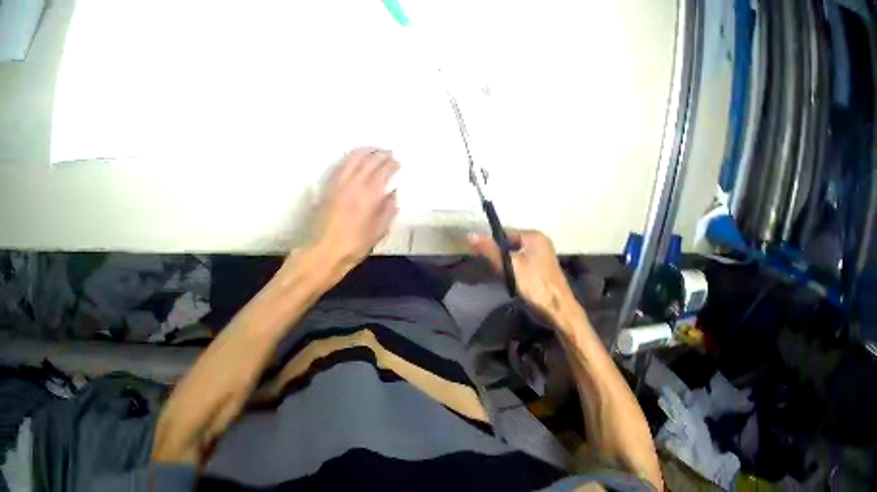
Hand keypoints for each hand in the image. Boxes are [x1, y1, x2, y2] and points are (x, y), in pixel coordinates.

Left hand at [310, 147, 398, 273]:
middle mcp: (354, 184)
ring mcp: (339, 183)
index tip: (398, 161)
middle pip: (368, 161)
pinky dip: (350, 158)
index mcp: (369, 195)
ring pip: (353, 159)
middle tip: (389, 152)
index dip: (392, 164)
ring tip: (373, 150)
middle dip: (380, 154)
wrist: (323, 252)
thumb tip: (393, 194)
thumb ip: (387, 211)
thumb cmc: (353, 246)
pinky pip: (340, 165)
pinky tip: (354, 158)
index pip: (383, 170)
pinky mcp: (327, 187)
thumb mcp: (377, 232)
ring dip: (365, 151)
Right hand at [468, 230, 576, 320]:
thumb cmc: (535, 284)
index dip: (490, 243)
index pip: (505, 233)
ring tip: (496, 275)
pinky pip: (522, 264)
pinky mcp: (541, 269)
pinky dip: (513, 270)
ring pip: (515, 255)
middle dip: (498, 255)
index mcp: (534, 236)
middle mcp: (540, 242)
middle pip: (510, 244)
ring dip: (505, 264)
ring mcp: (542, 256)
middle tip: (486, 268)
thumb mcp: (510, 266)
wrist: (557, 309)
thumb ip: (491, 251)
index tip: (477, 255)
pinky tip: (508, 280)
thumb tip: (470, 235)